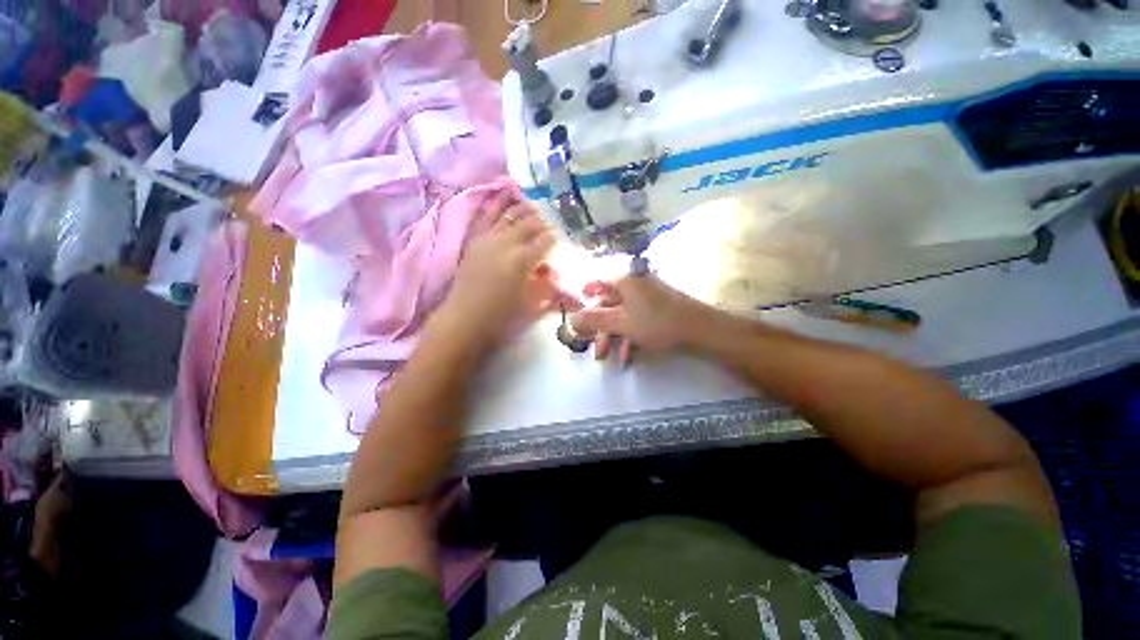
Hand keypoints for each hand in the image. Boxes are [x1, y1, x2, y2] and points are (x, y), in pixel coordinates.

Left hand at [434, 200, 558, 346]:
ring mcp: (488, 238)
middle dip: (542, 222)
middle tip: (550, 222)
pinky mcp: (475, 239)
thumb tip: (554, 272)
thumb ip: (546, 286)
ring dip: (523, 209)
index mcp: (522, 260)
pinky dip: (496, 204)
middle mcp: (506, 243)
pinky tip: (504, 196)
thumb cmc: (501, 316)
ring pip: (509, 214)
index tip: (559, 237)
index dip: (554, 238)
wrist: (465, 318)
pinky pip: (486, 215)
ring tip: (533, 205)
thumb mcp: (531, 304)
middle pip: (529, 224)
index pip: (545, 242)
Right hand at [571, 274, 713, 364]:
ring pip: (621, 316)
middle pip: (607, 304)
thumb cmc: (656, 322)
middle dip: (598, 329)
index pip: (595, 282)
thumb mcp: (620, 322)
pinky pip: (636, 322)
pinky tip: (627, 356)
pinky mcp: (656, 311)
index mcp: (624, 280)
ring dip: (613, 338)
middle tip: (592, 348)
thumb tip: (570, 319)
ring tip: (609, 359)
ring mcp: (646, 298)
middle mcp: (634, 285)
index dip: (582, 297)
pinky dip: (629, 338)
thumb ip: (593, 320)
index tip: (575, 315)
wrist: (700, 330)